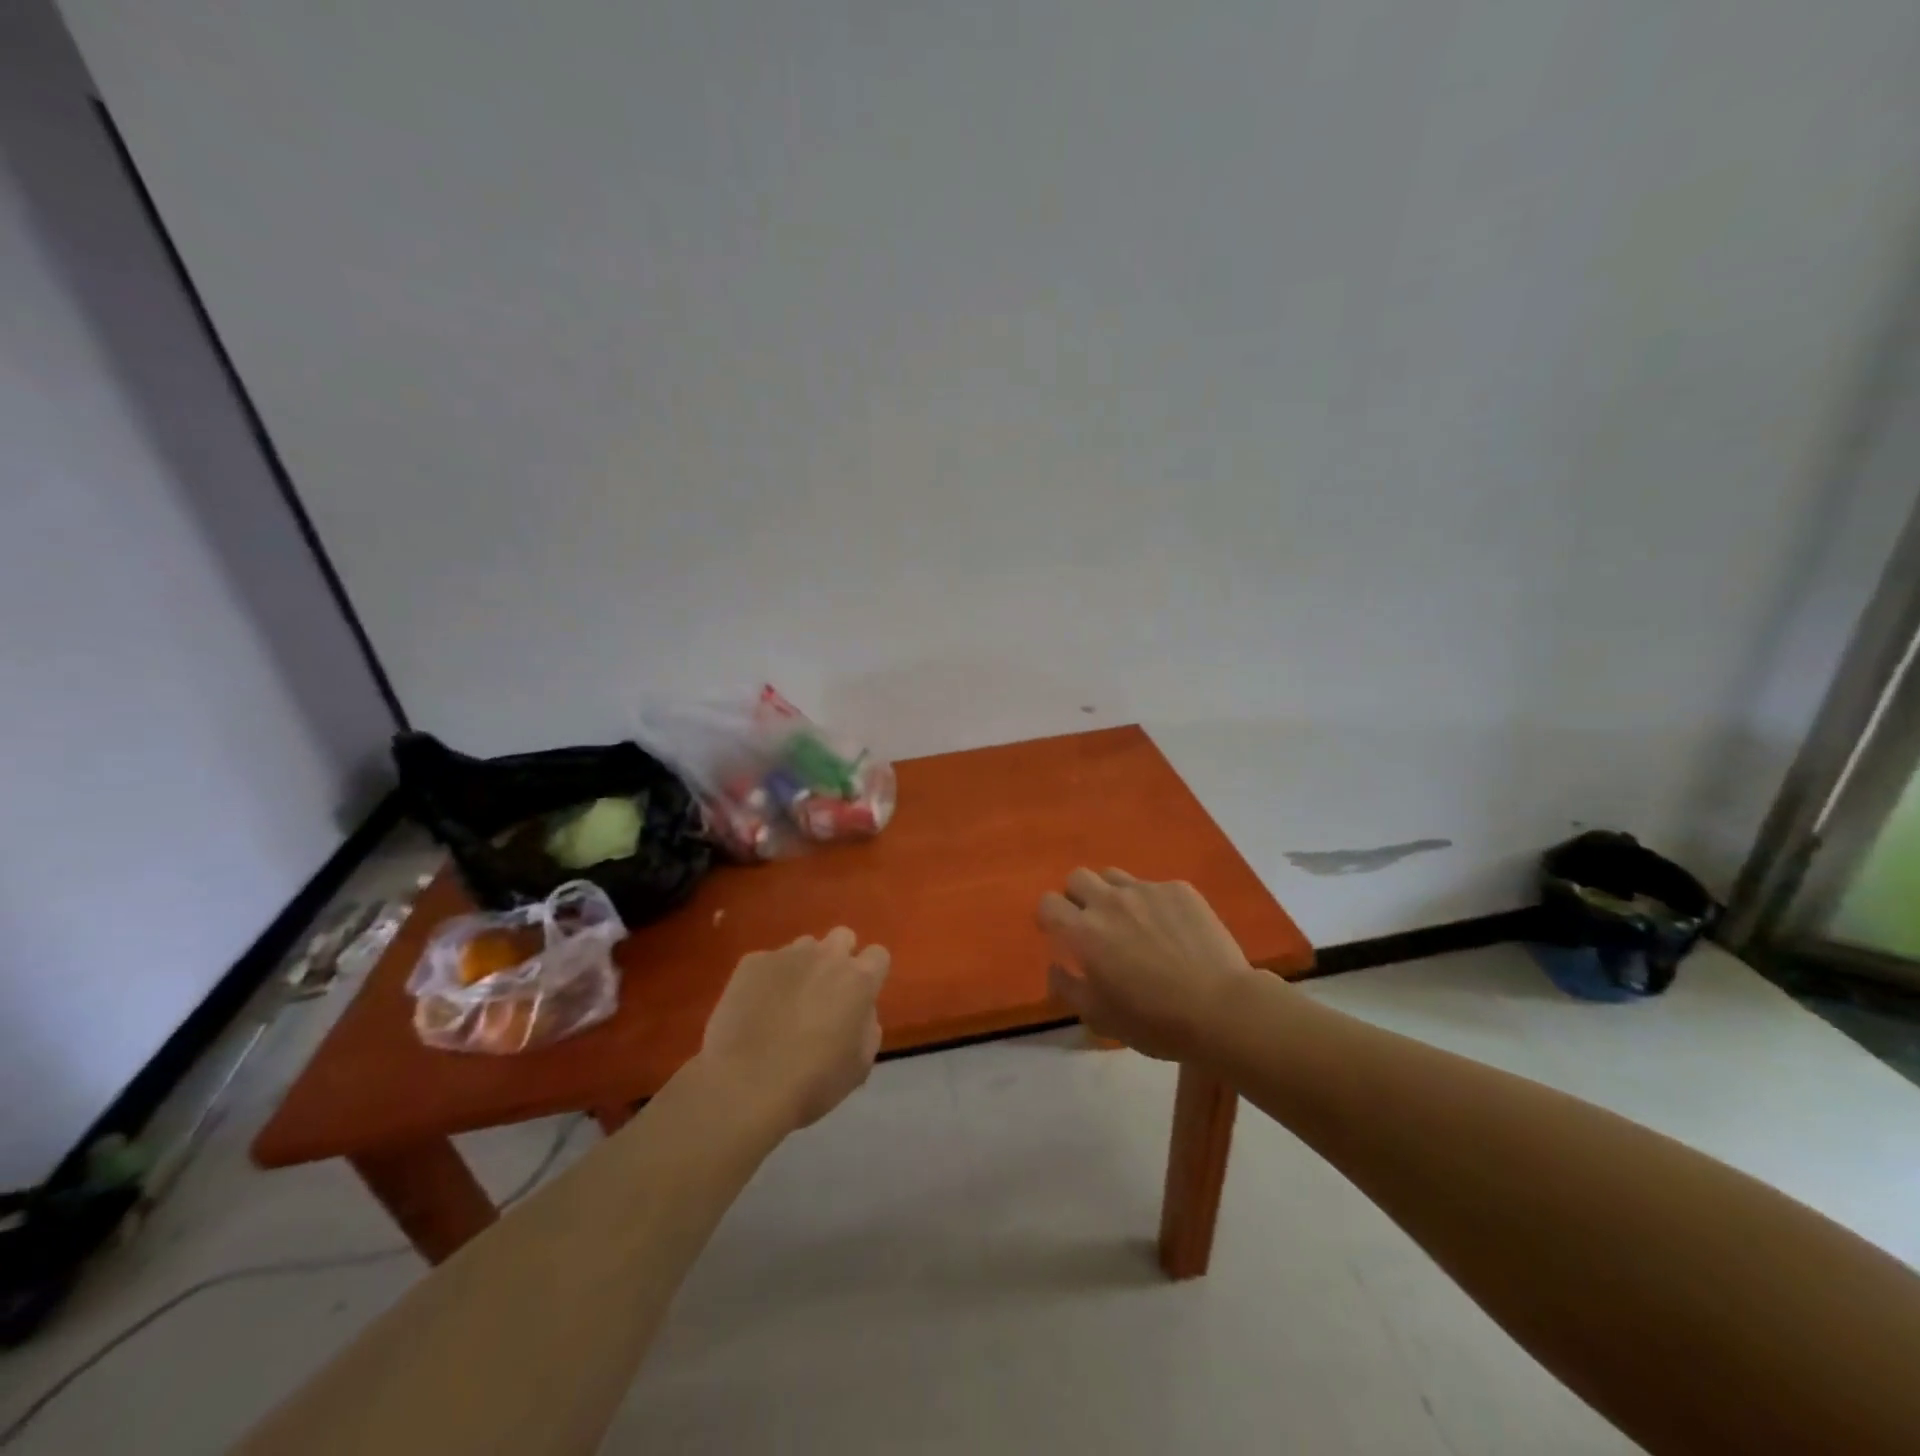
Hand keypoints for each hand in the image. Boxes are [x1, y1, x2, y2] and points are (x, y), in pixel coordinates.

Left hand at [697, 928, 891, 1131]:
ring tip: (786, 1002)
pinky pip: (767, 962)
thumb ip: (868, 1027)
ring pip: (804, 947)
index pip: (878, 955)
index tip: (860, 997)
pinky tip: (755, 1010)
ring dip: (803, 967)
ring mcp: (786, 955)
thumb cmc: (812, 1082)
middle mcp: (826, 956)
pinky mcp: (752, 962)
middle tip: (826, 992)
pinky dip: (767, 980)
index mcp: (859, 980)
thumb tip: (860, 1011)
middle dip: (839, 958)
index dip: (871, 974)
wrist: (744, 1086)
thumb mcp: (860, 1065)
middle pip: (843, 937)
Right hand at [1039, 868, 1264, 1061]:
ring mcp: (1146, 890)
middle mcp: (1109, 901)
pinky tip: (1172, 930)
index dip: (1050, 917)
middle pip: (1078, 877)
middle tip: (1094, 925)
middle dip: (1078, 897)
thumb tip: (1056, 966)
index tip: (1060, 934)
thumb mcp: (1099, 1018)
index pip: (1048, 903)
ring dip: (1113, 894)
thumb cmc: (1154, 1021)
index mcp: (1083, 932)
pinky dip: (1154, 904)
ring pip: (1114, 876)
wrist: (1221, 1008)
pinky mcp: (1179, 889)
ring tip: (1132, 922)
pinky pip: (1155, 887)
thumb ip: (1067, 987)